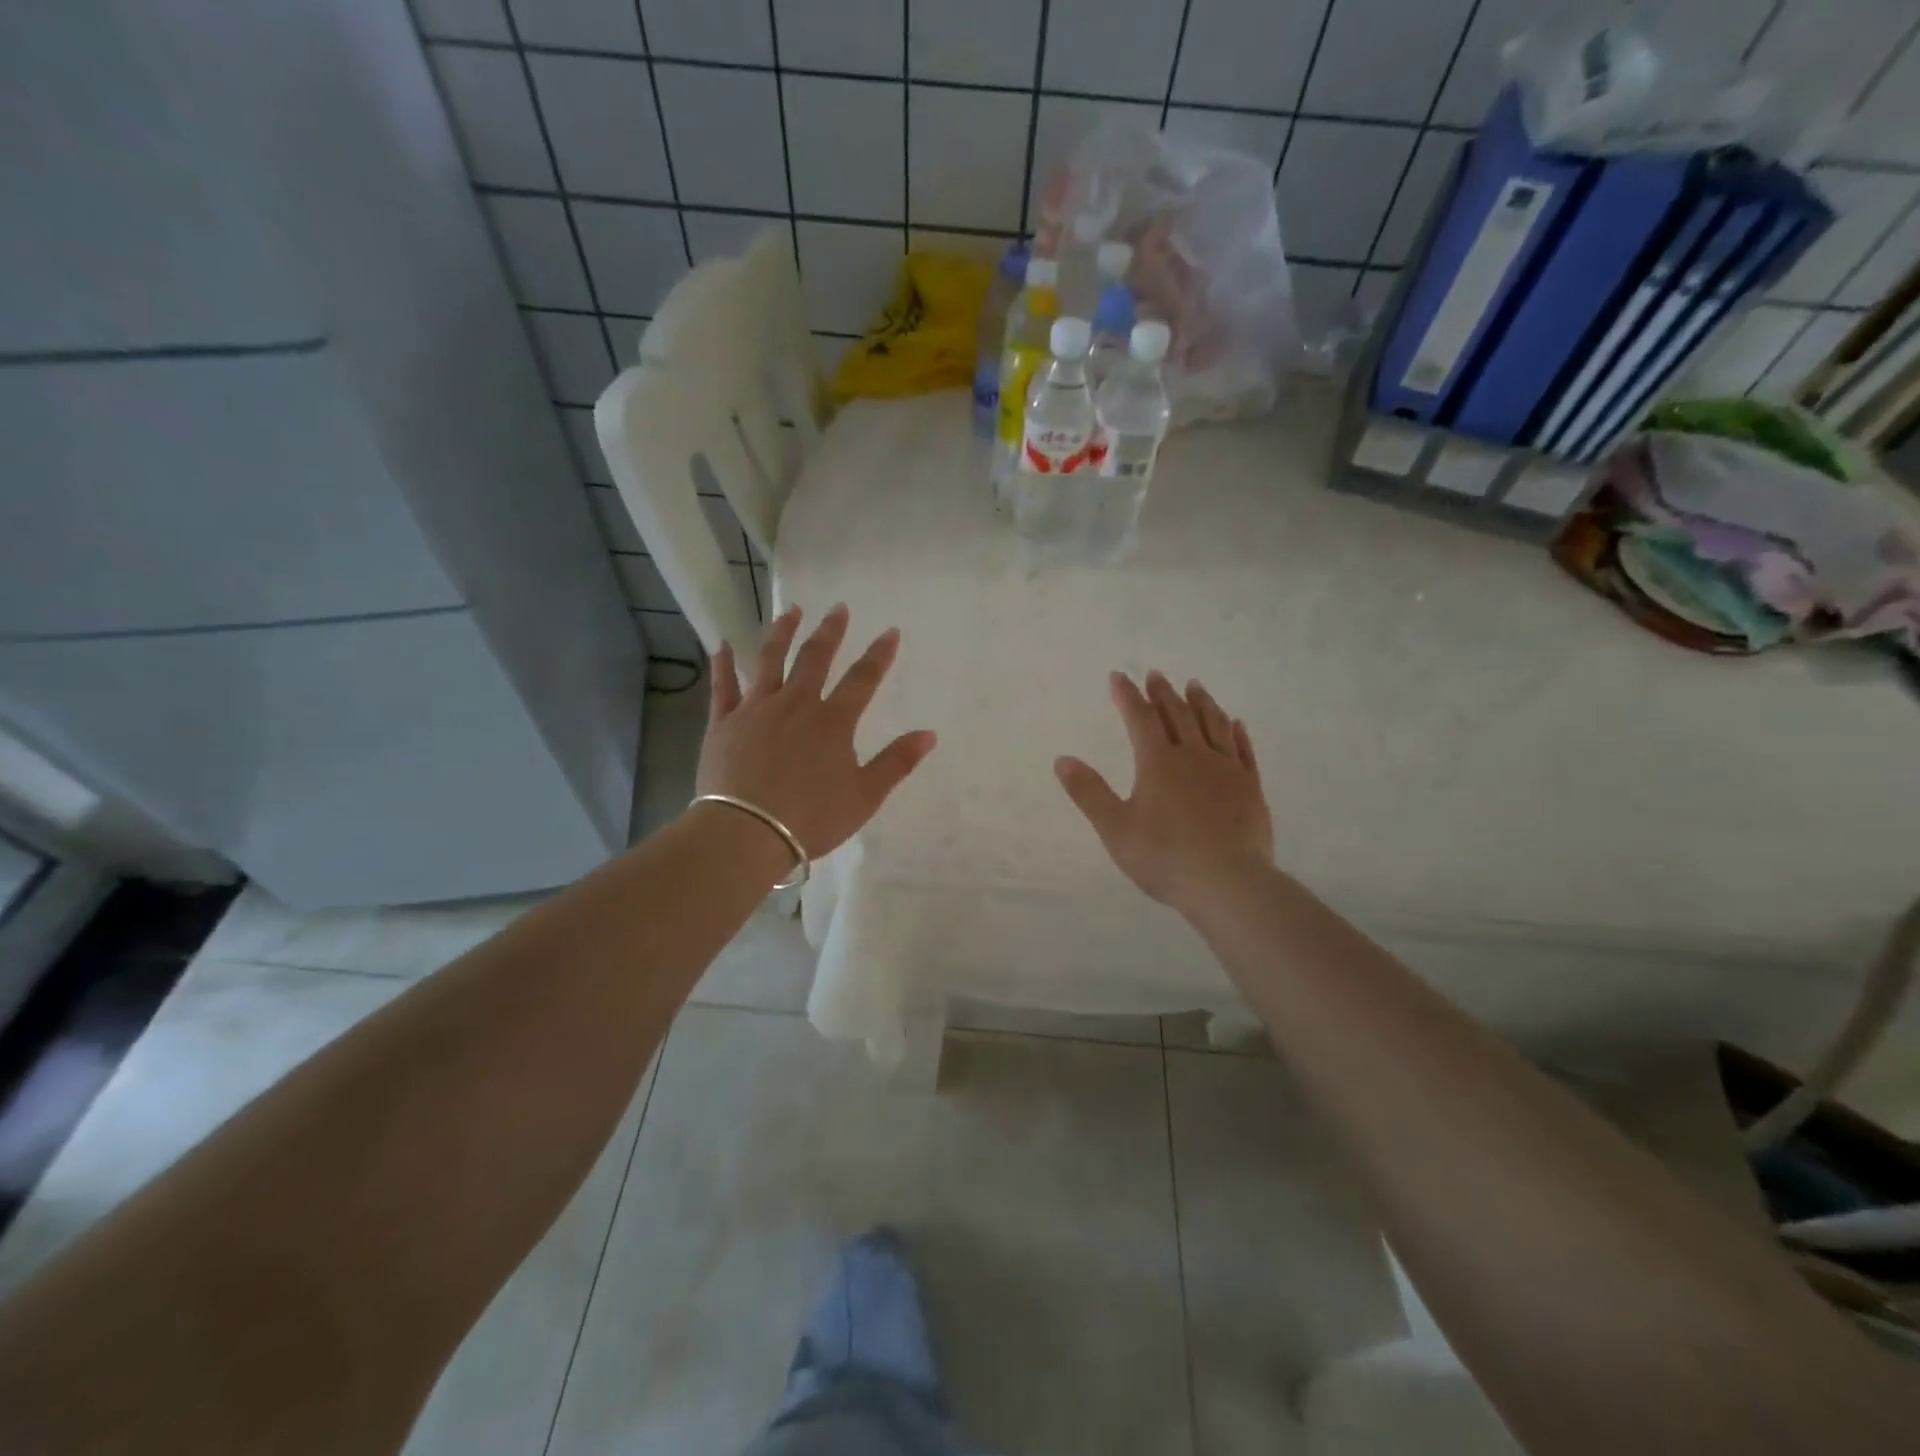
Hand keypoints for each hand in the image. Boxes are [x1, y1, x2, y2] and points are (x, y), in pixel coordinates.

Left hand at [695, 603, 936, 862]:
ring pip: (770, 660)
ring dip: (782, 633)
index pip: (863, 679)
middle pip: (815, 658)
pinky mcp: (723, 723)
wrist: (747, 833)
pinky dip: (723, 664)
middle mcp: (796, 704)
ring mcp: (756, 709)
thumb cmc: (811, 818)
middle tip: (838, 609)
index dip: (879, 654)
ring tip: (791, 611)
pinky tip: (722, 644)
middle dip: (831, 631)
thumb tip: (930, 734)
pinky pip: (723, 686)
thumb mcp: (864, 796)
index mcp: (833, 722)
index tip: (891, 631)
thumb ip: (896, 762)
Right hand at [1055, 671, 1273, 914]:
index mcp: (1158, 763)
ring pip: (1213, 725)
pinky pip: (1244, 750)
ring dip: (1202, 703)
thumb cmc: (1165, 857)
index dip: (1127, 696)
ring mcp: (1227, 770)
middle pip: (1178, 715)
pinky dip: (1237, 732)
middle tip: (1156, 674)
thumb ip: (1089, 792)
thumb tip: (1062, 759)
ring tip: (1195, 686)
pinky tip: (1236, 723)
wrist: (1229, 883)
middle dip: (1163, 693)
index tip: (1118, 676)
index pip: (1139, 719)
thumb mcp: (1115, 828)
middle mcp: (1194, 756)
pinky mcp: (1251, 788)